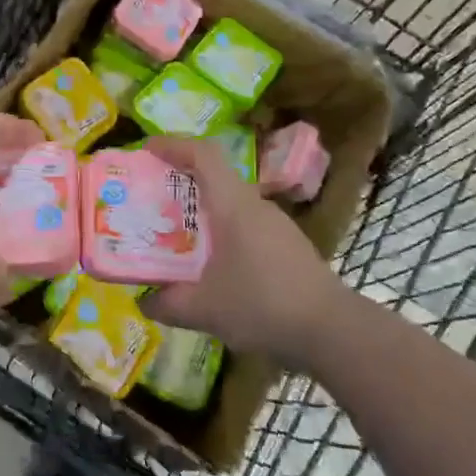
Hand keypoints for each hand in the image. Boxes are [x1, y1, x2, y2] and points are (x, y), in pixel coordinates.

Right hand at [139, 136, 348, 370]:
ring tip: (177, 236)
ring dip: (202, 212)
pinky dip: (222, 233)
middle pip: (214, 178)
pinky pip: (245, 226)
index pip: (203, 154)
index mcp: (233, 204)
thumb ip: (168, 303)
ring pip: (231, 204)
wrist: (332, 330)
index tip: (146, 149)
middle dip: (181, 182)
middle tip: (152, 200)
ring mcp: (276, 225)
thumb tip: (144, 302)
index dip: (173, 145)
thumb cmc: (262, 304)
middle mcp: (255, 205)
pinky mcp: (288, 247)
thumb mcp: (204, 308)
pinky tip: (214, 267)